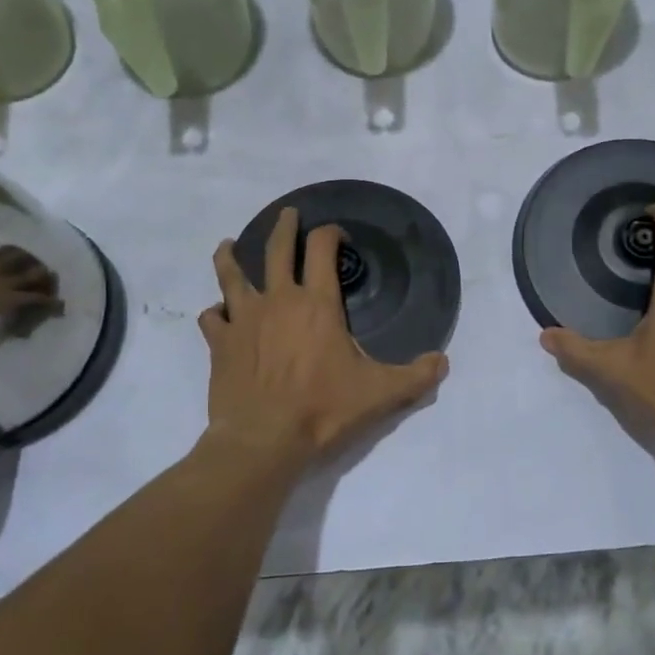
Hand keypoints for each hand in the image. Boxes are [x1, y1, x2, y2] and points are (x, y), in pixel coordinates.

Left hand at [200, 208, 448, 467]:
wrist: (263, 440)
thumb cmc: (323, 410)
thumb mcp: (381, 394)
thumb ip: (416, 376)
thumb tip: (443, 362)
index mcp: (317, 303)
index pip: (322, 249)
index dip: (330, 234)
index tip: (337, 235)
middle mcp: (278, 300)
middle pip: (277, 249)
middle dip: (284, 227)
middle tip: (288, 215)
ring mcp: (244, 319)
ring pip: (231, 275)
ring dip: (230, 256)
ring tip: (228, 245)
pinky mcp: (220, 343)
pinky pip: (212, 318)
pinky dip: (215, 312)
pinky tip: (218, 315)